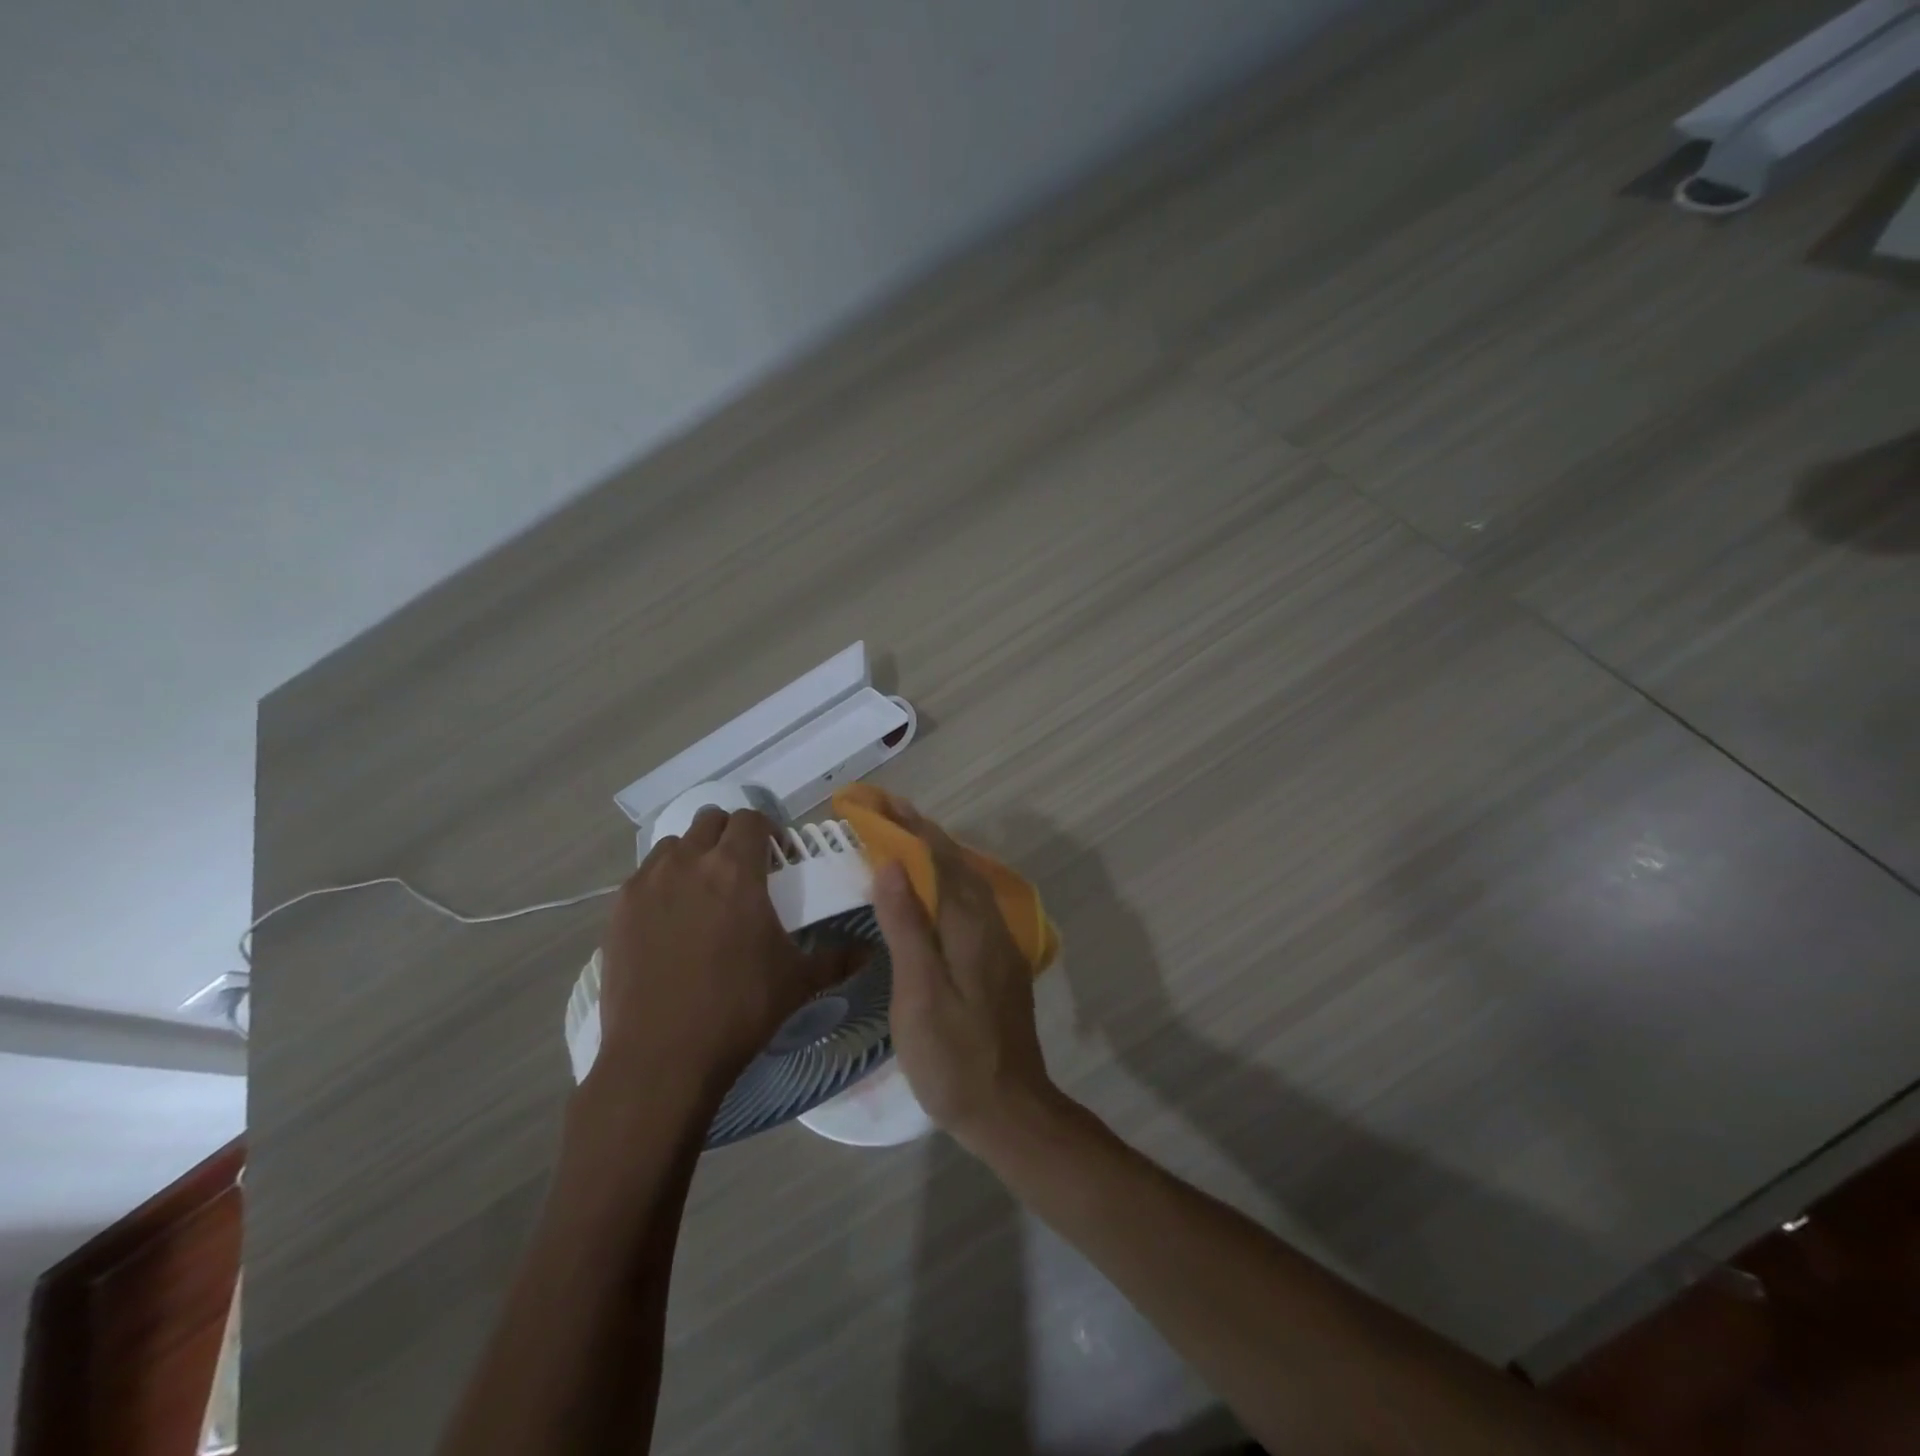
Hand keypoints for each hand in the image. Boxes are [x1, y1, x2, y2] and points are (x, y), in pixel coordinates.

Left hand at [593, 806, 859, 1103]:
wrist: (661, 1056)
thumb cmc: (739, 1009)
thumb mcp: (797, 982)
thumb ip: (837, 959)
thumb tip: (871, 951)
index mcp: (736, 869)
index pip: (751, 818)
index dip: (768, 830)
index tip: (776, 857)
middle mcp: (689, 862)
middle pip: (709, 820)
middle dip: (729, 836)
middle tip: (742, 870)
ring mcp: (647, 883)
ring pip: (673, 846)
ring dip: (693, 856)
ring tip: (703, 893)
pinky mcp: (618, 910)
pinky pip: (643, 876)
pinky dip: (661, 884)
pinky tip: (670, 921)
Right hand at [869, 803, 1057, 1148]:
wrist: (1008, 1107)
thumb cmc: (953, 1056)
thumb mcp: (919, 993)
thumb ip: (907, 926)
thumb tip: (892, 863)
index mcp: (968, 924)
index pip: (936, 856)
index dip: (906, 825)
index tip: (876, 800)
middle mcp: (988, 921)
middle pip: (954, 861)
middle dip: (920, 830)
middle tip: (885, 808)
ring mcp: (998, 941)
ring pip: (965, 879)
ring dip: (935, 850)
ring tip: (904, 834)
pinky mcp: (998, 959)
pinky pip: (970, 900)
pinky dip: (946, 878)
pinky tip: (934, 888)